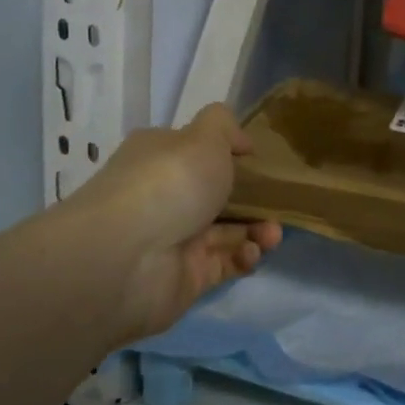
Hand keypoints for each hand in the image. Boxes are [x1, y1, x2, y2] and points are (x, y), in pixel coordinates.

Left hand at [60, 103, 281, 342]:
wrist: (125, 259)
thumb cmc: (170, 183)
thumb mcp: (204, 136)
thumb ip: (225, 126)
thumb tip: (239, 143)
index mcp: (161, 158)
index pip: (197, 152)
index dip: (229, 154)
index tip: (258, 160)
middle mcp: (165, 197)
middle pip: (218, 195)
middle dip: (254, 198)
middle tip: (280, 202)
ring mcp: (175, 239)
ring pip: (228, 231)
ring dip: (257, 230)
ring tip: (272, 235)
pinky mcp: (187, 278)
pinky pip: (225, 264)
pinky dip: (244, 257)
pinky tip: (251, 252)